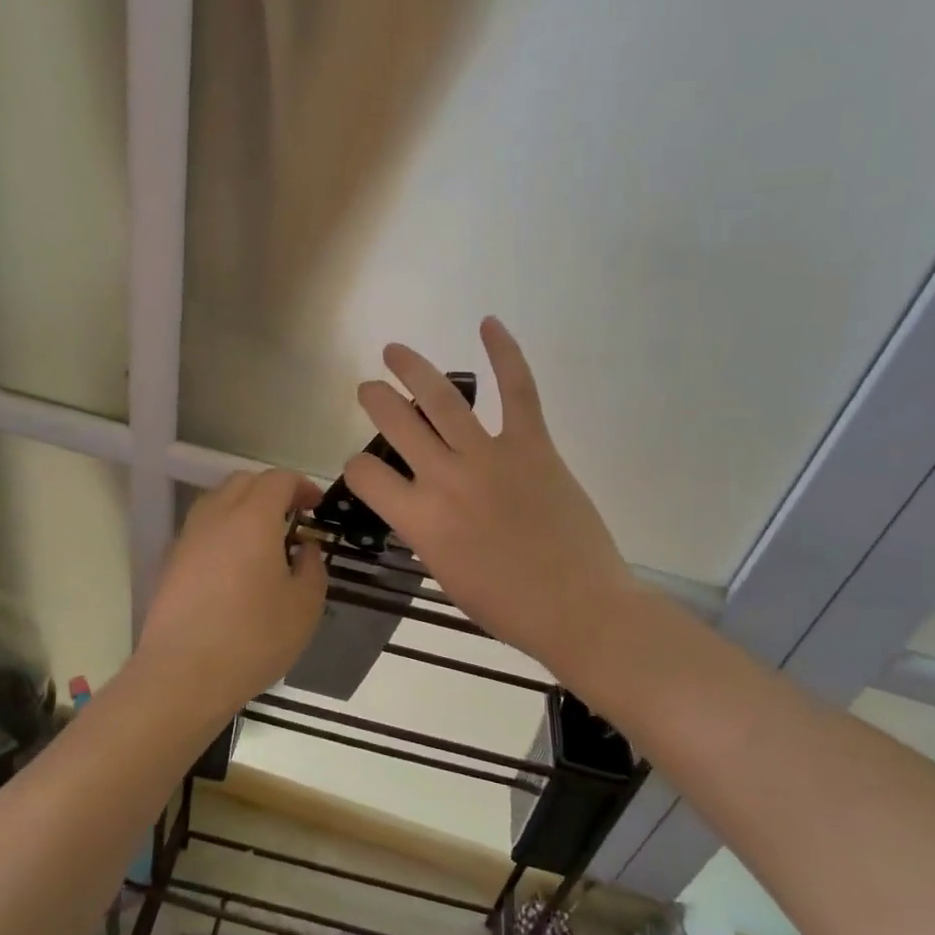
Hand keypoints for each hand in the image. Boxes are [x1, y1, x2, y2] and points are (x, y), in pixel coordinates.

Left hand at [136, 469, 328, 710]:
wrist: (182, 675)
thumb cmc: (253, 638)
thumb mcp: (304, 606)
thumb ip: (312, 566)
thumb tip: (304, 547)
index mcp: (252, 518)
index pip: (278, 479)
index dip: (301, 486)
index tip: (316, 507)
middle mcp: (216, 516)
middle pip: (244, 482)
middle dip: (272, 491)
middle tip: (293, 519)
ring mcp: (188, 537)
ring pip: (218, 502)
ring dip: (244, 508)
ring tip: (265, 541)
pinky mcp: (171, 561)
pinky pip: (203, 529)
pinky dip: (224, 531)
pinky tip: (237, 566)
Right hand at [344, 318, 639, 682]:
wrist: (578, 609)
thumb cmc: (507, 606)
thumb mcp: (444, 574)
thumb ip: (424, 532)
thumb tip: (419, 504)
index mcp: (419, 520)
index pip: (365, 475)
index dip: (356, 468)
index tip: (365, 469)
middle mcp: (445, 479)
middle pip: (395, 423)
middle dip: (375, 400)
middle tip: (369, 388)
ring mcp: (490, 457)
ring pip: (442, 399)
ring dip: (413, 369)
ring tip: (395, 352)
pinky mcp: (533, 446)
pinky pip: (518, 391)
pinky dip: (505, 354)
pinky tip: (488, 324)